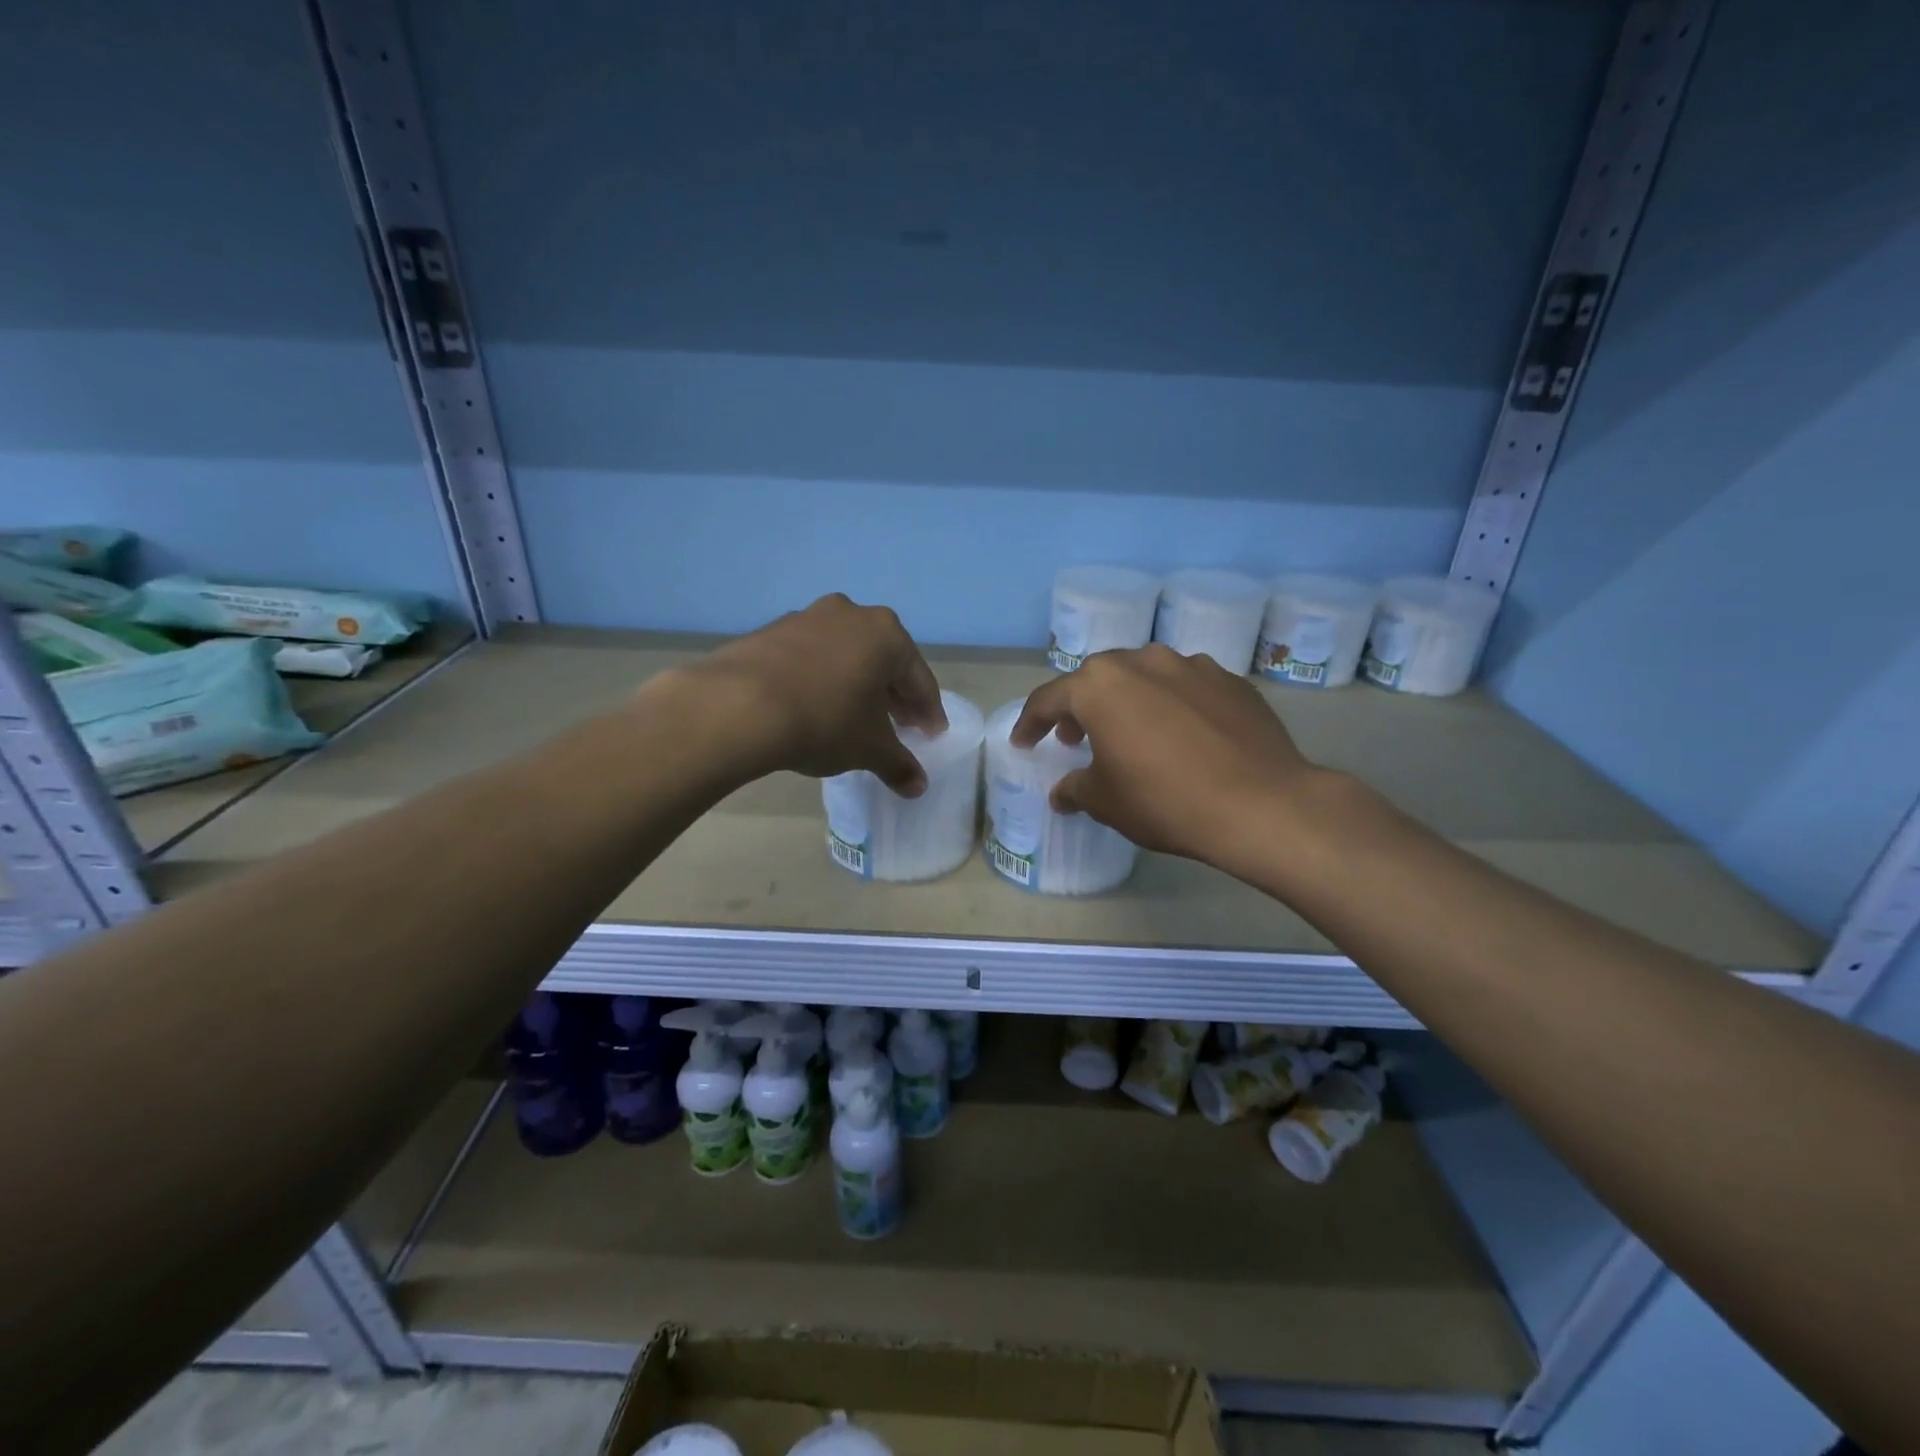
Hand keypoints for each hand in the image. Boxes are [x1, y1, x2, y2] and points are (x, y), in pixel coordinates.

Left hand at [687, 594, 946, 795]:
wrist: (738, 707)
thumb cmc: (824, 721)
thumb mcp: (869, 749)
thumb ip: (898, 764)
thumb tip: (917, 787)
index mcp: (886, 634)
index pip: (918, 679)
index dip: (928, 712)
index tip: (931, 735)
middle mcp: (850, 614)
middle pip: (883, 660)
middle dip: (893, 696)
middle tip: (900, 726)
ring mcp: (806, 618)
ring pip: (845, 655)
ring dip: (856, 684)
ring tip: (855, 717)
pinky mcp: (770, 631)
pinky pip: (810, 657)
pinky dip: (821, 679)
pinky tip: (814, 706)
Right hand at [1011, 645, 1321, 867]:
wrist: (1260, 804)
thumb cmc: (1165, 800)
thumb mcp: (1106, 802)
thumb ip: (1075, 789)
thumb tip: (1063, 792)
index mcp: (1100, 685)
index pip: (1049, 699)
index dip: (1031, 723)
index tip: (1024, 742)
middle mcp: (1142, 661)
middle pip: (1097, 680)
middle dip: (1080, 708)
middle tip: (1076, 738)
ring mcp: (1191, 665)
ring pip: (1144, 677)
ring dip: (1128, 701)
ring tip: (1131, 733)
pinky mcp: (1230, 680)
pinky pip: (1185, 687)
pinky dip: (1171, 705)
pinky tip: (1182, 735)